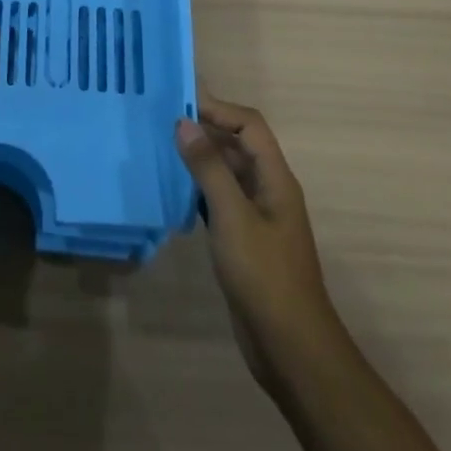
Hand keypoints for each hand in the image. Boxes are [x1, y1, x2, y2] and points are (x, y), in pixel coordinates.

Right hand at [175, 95, 337, 396]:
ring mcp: (256, 216)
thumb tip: (183, 122)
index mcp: (275, 178)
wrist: (291, 348)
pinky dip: (197, 189)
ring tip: (160, 149)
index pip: (249, 125)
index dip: (218, 109)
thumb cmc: (265, 276)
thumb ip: (208, 168)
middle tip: (161, 121)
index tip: (179, 102)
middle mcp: (268, 190)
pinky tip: (171, 190)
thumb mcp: (233, 217)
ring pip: (226, 173)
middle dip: (204, 129)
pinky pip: (219, 200)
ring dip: (198, 158)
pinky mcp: (243, 240)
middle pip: (237, 145)